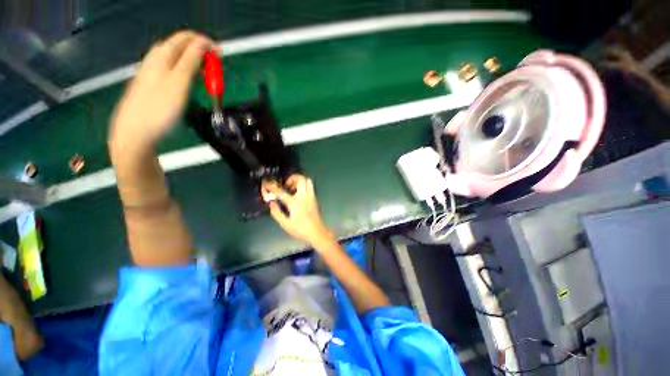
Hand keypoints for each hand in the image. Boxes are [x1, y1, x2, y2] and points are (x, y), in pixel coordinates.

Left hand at [109, 31, 212, 155]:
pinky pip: (174, 72)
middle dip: (201, 54)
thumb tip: (203, 43)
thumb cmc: (159, 108)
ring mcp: (153, 73)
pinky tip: (192, 84)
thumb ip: (191, 60)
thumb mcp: (179, 82)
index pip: (186, 38)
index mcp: (162, 55)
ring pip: (178, 60)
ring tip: (208, 78)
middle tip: (216, 70)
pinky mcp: (154, 85)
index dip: (205, 43)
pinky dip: (187, 74)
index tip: (221, 54)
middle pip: (181, 47)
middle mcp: (156, 60)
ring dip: (196, 65)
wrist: (136, 132)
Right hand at [262, 175, 333, 246]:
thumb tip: (271, 203)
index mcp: (295, 203)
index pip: (282, 192)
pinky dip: (304, 185)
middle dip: (292, 178)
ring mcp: (311, 196)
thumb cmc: (301, 230)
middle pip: (301, 179)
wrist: (317, 232)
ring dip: (299, 181)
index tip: (267, 184)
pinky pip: (310, 187)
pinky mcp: (315, 198)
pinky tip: (298, 194)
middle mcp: (304, 196)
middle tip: (286, 185)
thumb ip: (277, 213)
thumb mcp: (285, 224)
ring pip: (308, 181)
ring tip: (293, 188)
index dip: (273, 187)